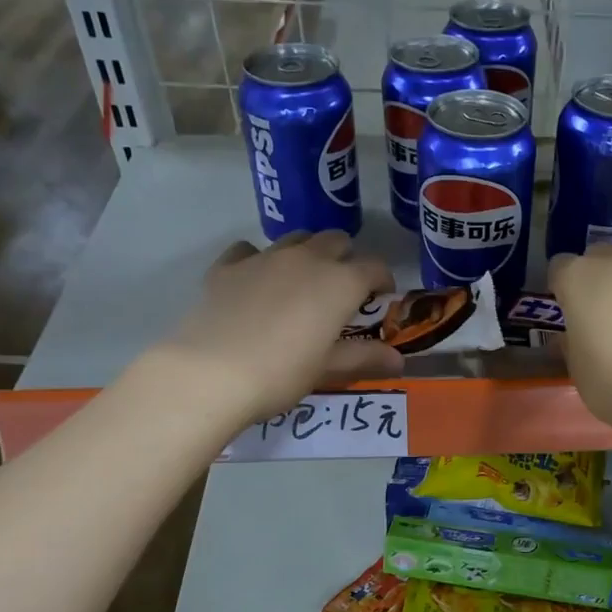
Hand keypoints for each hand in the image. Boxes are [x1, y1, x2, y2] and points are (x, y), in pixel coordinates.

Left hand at [147, 232, 403, 427]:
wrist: (211, 373)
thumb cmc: (282, 373)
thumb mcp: (328, 368)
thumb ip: (365, 357)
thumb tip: (400, 361)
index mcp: (340, 282)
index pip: (374, 267)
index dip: (383, 281)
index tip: (380, 300)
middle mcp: (307, 259)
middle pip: (336, 240)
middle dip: (346, 259)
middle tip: (343, 291)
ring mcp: (265, 257)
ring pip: (297, 239)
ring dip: (308, 253)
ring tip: (303, 283)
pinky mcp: (228, 266)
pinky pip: (250, 250)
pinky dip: (260, 260)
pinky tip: (256, 281)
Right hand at [549, 245, 611, 432]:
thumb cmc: (608, 381)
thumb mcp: (576, 367)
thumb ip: (571, 341)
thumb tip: (572, 336)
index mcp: (578, 279)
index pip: (560, 265)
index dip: (563, 286)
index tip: (568, 308)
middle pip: (601, 255)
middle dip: (599, 276)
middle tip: (604, 311)